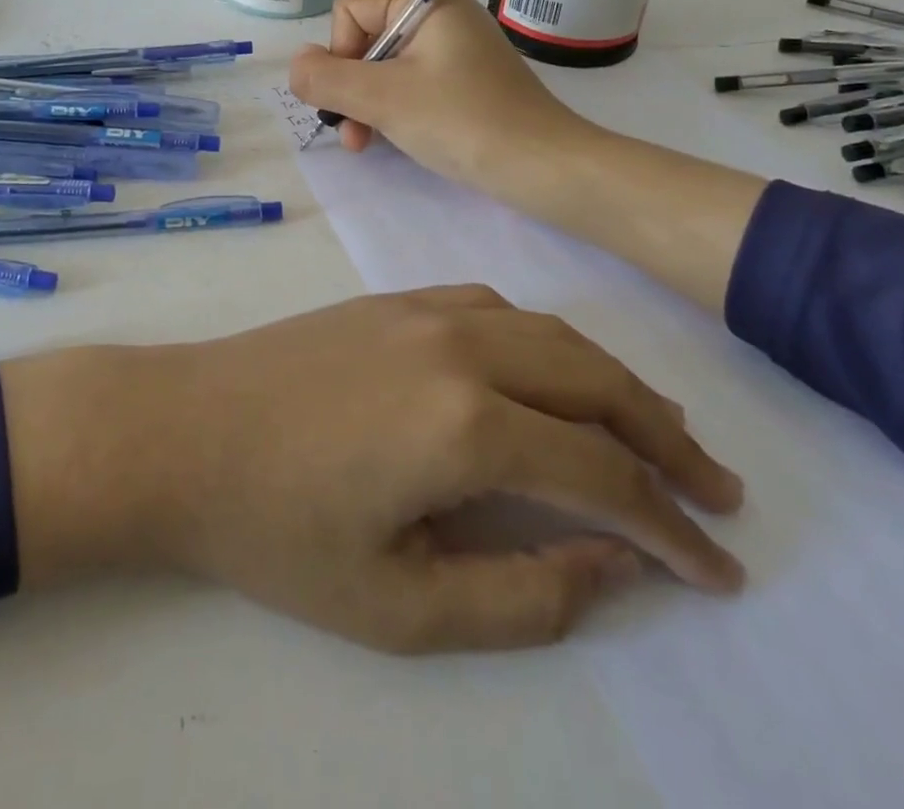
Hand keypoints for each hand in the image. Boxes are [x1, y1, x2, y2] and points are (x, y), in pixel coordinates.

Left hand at [3, 287, 743, 653]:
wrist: (183, 430)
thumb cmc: (278, 530)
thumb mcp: (400, 605)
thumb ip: (523, 594)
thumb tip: (617, 564)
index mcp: (467, 424)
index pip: (604, 476)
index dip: (673, 530)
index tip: (720, 571)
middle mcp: (463, 346)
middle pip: (596, 382)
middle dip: (667, 438)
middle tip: (717, 490)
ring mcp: (426, 309)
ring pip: (553, 333)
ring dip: (612, 381)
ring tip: (655, 430)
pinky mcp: (394, 298)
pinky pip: (497, 308)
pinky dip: (546, 342)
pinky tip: (549, 375)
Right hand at [288, 0, 591, 196]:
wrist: (543, 167)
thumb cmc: (461, 121)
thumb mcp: (383, 98)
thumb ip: (327, 78)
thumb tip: (296, 65)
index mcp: (426, 2)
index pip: (350, 11)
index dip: (338, 54)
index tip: (352, 97)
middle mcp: (441, 17)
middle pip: (365, 40)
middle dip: (350, 88)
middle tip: (353, 135)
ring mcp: (455, 51)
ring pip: (384, 68)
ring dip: (367, 105)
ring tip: (368, 145)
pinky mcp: (465, 83)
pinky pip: (411, 85)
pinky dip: (394, 111)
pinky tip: (394, 141)